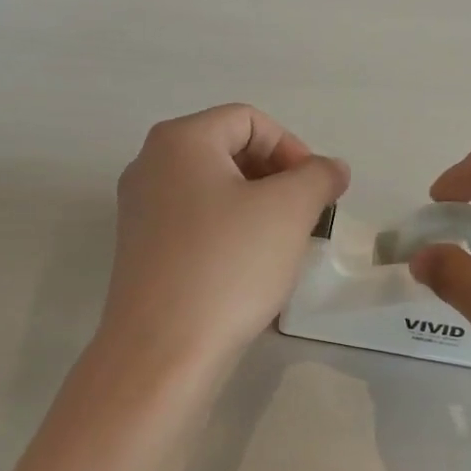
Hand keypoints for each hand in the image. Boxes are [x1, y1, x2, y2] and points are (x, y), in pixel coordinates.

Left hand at [100, 105, 348, 372]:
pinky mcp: (142, 250)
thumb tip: (330, 168)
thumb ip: (318, 176)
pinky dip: (230, 232)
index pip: (249, 120)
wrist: (163, 351)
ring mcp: (140, 210)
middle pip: (228, 151)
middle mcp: (150, 166)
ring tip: (283, 243)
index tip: (317, 191)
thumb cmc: (229, 265)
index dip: (293, 148)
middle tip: (305, 216)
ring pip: (214, 190)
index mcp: (179, 140)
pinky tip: (249, 267)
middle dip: (277, 177)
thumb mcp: (289, 210)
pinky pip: (196, 223)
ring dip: (257, 206)